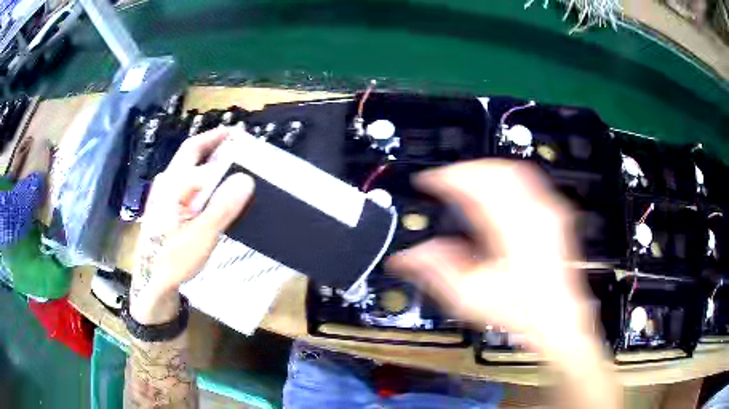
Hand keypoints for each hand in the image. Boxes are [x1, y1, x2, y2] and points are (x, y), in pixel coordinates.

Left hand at [130, 129, 254, 323]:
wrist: (151, 280)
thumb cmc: (173, 259)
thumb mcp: (201, 236)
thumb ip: (222, 207)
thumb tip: (246, 179)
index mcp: (173, 185)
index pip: (204, 158)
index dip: (226, 149)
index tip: (248, 146)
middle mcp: (166, 181)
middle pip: (191, 150)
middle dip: (214, 139)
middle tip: (237, 135)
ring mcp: (163, 191)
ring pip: (187, 163)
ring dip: (207, 153)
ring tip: (229, 154)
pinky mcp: (164, 202)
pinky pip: (185, 178)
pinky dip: (201, 171)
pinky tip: (211, 182)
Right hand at [388, 160, 595, 359]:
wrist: (556, 319)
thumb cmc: (521, 311)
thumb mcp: (471, 297)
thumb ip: (436, 270)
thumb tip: (408, 257)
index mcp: (512, 230)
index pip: (475, 184)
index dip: (447, 177)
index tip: (428, 181)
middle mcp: (534, 214)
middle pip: (496, 170)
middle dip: (466, 169)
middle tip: (446, 179)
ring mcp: (548, 212)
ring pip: (514, 170)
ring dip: (485, 171)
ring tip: (466, 182)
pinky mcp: (554, 216)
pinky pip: (528, 181)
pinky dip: (505, 179)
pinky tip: (495, 192)